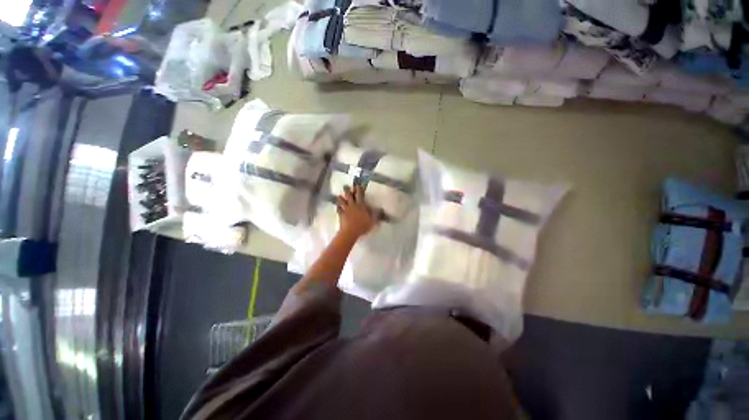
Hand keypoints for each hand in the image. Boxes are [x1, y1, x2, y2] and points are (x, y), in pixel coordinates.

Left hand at [336, 185, 378, 239]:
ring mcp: (346, 210)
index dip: (359, 189)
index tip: (357, 185)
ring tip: (339, 196)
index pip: (360, 195)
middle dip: (347, 190)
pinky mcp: (341, 215)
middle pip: (349, 196)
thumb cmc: (363, 225)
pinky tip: (337, 207)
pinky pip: (339, 210)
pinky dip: (338, 207)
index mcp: (361, 205)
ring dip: (341, 198)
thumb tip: (381, 209)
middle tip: (345, 186)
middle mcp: (352, 206)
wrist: (351, 232)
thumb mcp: (373, 220)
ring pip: (342, 202)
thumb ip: (376, 214)